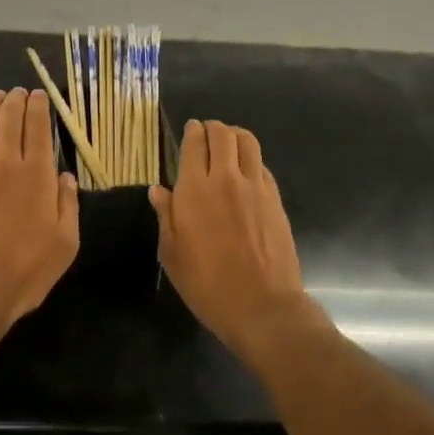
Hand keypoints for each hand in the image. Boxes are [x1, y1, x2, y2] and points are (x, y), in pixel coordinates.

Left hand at [0, 88, 79, 352]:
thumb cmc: (22, 273)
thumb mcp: (64, 245)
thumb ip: (68, 205)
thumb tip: (65, 176)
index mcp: (36, 175)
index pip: (38, 128)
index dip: (39, 106)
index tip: (39, 95)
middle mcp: (5, 162)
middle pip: (9, 118)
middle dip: (15, 100)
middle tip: (18, 92)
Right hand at [149, 120, 311, 364]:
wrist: (262, 305)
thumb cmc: (207, 284)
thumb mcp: (172, 254)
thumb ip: (166, 216)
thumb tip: (158, 190)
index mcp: (194, 189)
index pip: (195, 143)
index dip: (192, 132)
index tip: (190, 131)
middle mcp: (225, 178)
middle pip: (222, 134)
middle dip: (213, 128)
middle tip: (207, 134)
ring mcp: (255, 187)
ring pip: (247, 142)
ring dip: (235, 136)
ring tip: (229, 143)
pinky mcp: (275, 199)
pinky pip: (262, 165)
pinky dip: (252, 160)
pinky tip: (246, 172)